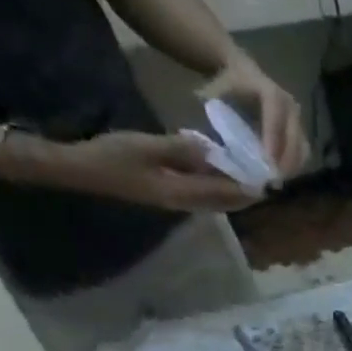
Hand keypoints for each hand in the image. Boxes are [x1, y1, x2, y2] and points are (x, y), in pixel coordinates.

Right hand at [53, 130, 262, 211]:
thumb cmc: (112, 156)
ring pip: (217, 201)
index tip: (268, 177)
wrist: (83, 171)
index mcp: (183, 193)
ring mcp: (179, 202)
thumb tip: (212, 150)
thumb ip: (180, 149)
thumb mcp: (146, 146)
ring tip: (253, 176)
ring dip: (235, 192)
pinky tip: (224, 174)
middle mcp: (187, 204)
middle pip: (227, 202)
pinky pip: (204, 196)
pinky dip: (219, 188)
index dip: (248, 186)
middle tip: (267, 177)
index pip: (225, 192)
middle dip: (247, 192)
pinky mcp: (172, 197)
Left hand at [198, 54, 310, 178]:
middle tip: (272, 182)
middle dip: (285, 162)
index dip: (273, 142)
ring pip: (302, 148)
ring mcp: (298, 118)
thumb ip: (217, 117)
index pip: (275, 120)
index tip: (267, 164)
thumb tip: (214, 146)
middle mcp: (289, 105)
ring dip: (292, 167)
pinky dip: (294, 166)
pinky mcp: (301, 130)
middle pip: (294, 138)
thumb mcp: (216, 93)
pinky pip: (303, 152)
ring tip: (276, 182)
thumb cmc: (227, 85)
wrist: (243, 73)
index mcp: (269, 92)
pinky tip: (281, 176)